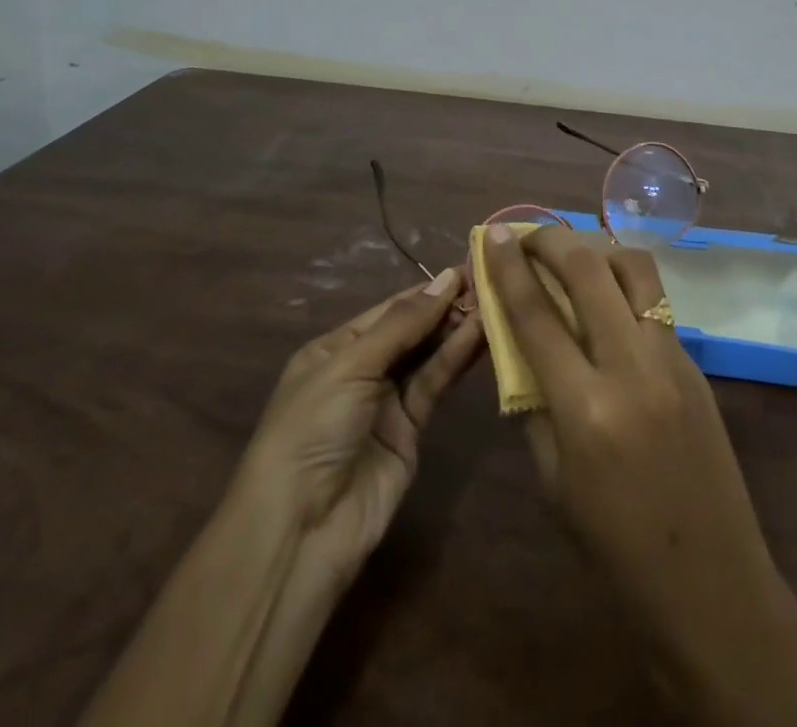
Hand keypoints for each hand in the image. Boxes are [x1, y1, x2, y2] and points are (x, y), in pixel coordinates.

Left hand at [236, 267, 484, 593]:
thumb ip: (402, 324)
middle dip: (446, 307)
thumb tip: (447, 277)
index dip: (427, 290)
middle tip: (491, 283)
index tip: (468, 266)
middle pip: (412, 330)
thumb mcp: (350, 366)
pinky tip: (481, 335)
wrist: (302, 530)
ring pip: (428, 355)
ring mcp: (387, 402)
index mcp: (335, 348)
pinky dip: (457, 360)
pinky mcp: (411, 431)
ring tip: (495, 302)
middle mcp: (362, 370)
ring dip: (457, 330)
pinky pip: (435, 385)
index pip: (389, 309)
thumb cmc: (313, 429)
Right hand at [486, 225, 796, 726]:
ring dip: (597, 249)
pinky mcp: (696, 361)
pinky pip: (655, 300)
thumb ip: (533, 401)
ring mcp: (672, 358)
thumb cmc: (615, 547)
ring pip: (634, 268)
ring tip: (573, 255)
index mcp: (586, 408)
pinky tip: (608, 297)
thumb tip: (518, 340)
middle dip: (552, 240)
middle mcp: (632, 367)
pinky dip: (625, 283)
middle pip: (588, 270)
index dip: (508, 267)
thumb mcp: (554, 480)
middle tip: (529, 235)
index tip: (494, 233)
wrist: (711, 582)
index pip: (536, 315)